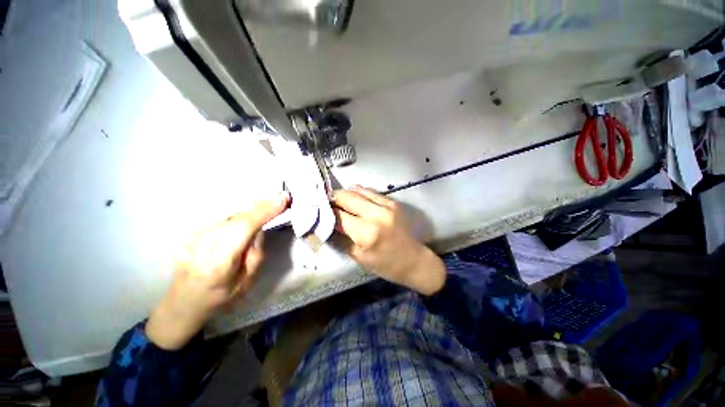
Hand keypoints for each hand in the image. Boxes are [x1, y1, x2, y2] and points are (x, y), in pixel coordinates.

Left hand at [146, 192, 289, 349]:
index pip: (243, 228)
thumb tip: (262, 225)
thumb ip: (256, 250)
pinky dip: (239, 214)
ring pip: (229, 215)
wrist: (184, 302)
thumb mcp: (248, 280)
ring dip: (251, 209)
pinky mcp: (191, 232)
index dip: (264, 211)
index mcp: (218, 263)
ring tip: (268, 204)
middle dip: (261, 206)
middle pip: (237, 217)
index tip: (283, 198)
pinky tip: (248, 215)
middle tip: (280, 197)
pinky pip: (221, 218)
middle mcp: (202, 245)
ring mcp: (193, 237)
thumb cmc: (222, 296)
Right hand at [333, 187, 444, 294]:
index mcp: (367, 232)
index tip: (319, 212)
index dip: (327, 213)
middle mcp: (376, 214)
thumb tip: (327, 223)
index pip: (339, 215)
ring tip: (340, 202)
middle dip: (333, 198)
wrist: (414, 260)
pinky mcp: (393, 202)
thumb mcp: (359, 257)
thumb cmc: (386, 265)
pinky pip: (370, 191)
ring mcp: (387, 205)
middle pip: (347, 196)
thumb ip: (341, 237)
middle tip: (327, 203)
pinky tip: (356, 201)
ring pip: (358, 190)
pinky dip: (359, 194)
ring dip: (346, 194)